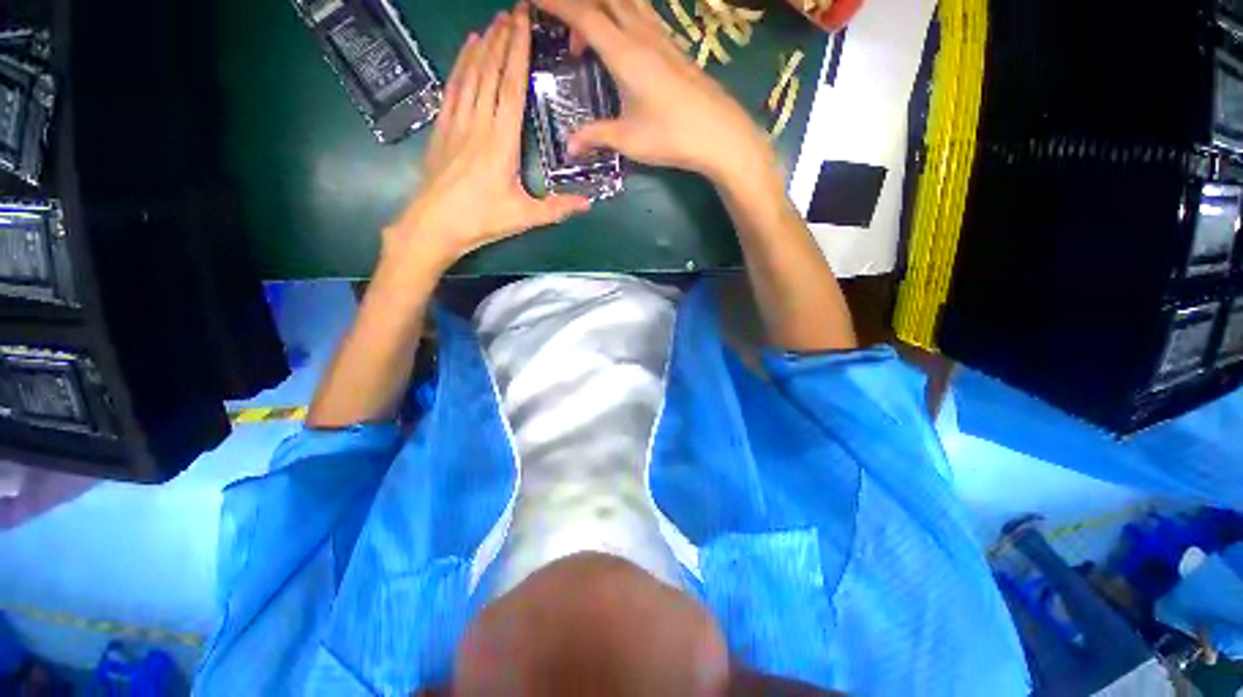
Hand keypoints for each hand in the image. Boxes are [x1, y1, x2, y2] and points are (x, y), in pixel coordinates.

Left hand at [385, 4, 590, 267]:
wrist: (434, 225)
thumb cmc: (481, 220)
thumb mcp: (524, 217)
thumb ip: (557, 209)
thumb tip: (589, 204)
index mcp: (501, 142)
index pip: (511, 89)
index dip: (517, 53)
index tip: (523, 23)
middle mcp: (478, 124)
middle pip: (490, 74)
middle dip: (503, 40)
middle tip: (513, 11)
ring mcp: (456, 123)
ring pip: (470, 76)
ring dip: (482, 47)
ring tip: (493, 22)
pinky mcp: (441, 129)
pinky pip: (452, 88)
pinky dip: (460, 65)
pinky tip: (465, 50)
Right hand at [536, 0, 775, 187]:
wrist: (720, 134)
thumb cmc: (672, 137)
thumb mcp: (629, 140)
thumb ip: (596, 136)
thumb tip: (569, 146)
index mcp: (625, 53)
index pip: (583, 14)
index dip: (556, 2)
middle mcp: (642, 34)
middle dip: (577, 6)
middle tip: (563, 29)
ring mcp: (661, 38)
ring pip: (625, 2)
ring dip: (600, 10)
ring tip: (587, 41)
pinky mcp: (674, 47)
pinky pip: (641, 16)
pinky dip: (621, 18)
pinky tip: (619, 44)